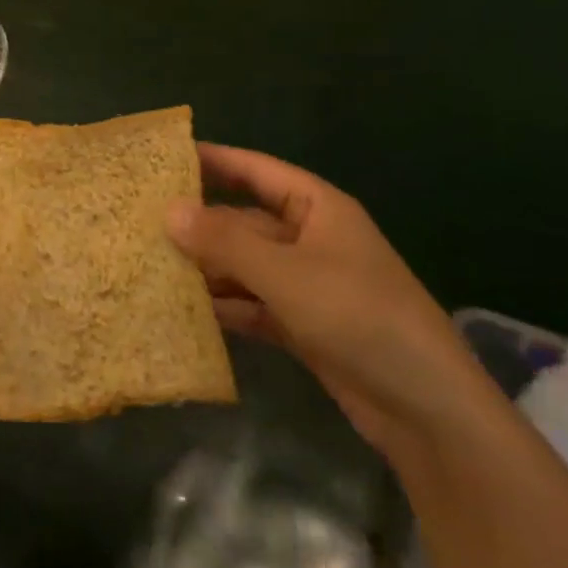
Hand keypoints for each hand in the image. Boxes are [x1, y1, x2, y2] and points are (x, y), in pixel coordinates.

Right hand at [168, 144, 493, 462]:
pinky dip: (224, 306)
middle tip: (141, 219)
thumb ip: (225, 242)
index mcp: (318, 209)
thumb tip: (169, 211)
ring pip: (245, 265)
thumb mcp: (286, 274)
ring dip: (206, 267)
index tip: (166, 157)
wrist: (425, 410)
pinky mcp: (303, 326)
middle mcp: (311, 239)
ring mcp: (307, 285)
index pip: (257, 170)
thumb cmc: (359, 316)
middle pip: (245, 220)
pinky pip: (253, 304)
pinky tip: (182, 310)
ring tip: (149, 264)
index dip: (215, 160)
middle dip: (200, 222)